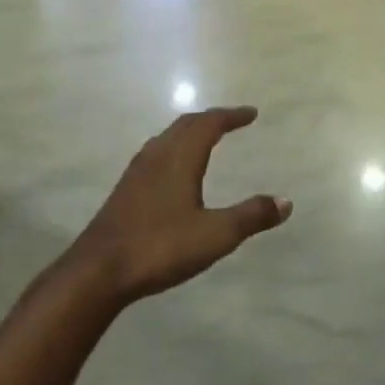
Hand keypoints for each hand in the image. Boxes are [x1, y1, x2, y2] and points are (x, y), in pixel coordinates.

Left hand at [73, 107, 292, 302]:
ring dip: (189, 132)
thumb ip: (251, 216)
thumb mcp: (216, 235)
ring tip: (206, 139)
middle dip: (211, 119)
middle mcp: (157, 156)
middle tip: (232, 121)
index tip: (251, 114)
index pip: (209, 124)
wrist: (99, 270)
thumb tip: (285, 201)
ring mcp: (137, 172)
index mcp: (180, 158)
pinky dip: (174, 148)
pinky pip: (155, 154)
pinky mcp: (125, 190)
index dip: (231, 116)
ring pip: (167, 138)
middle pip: (185, 125)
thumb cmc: (161, 247)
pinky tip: (174, 170)